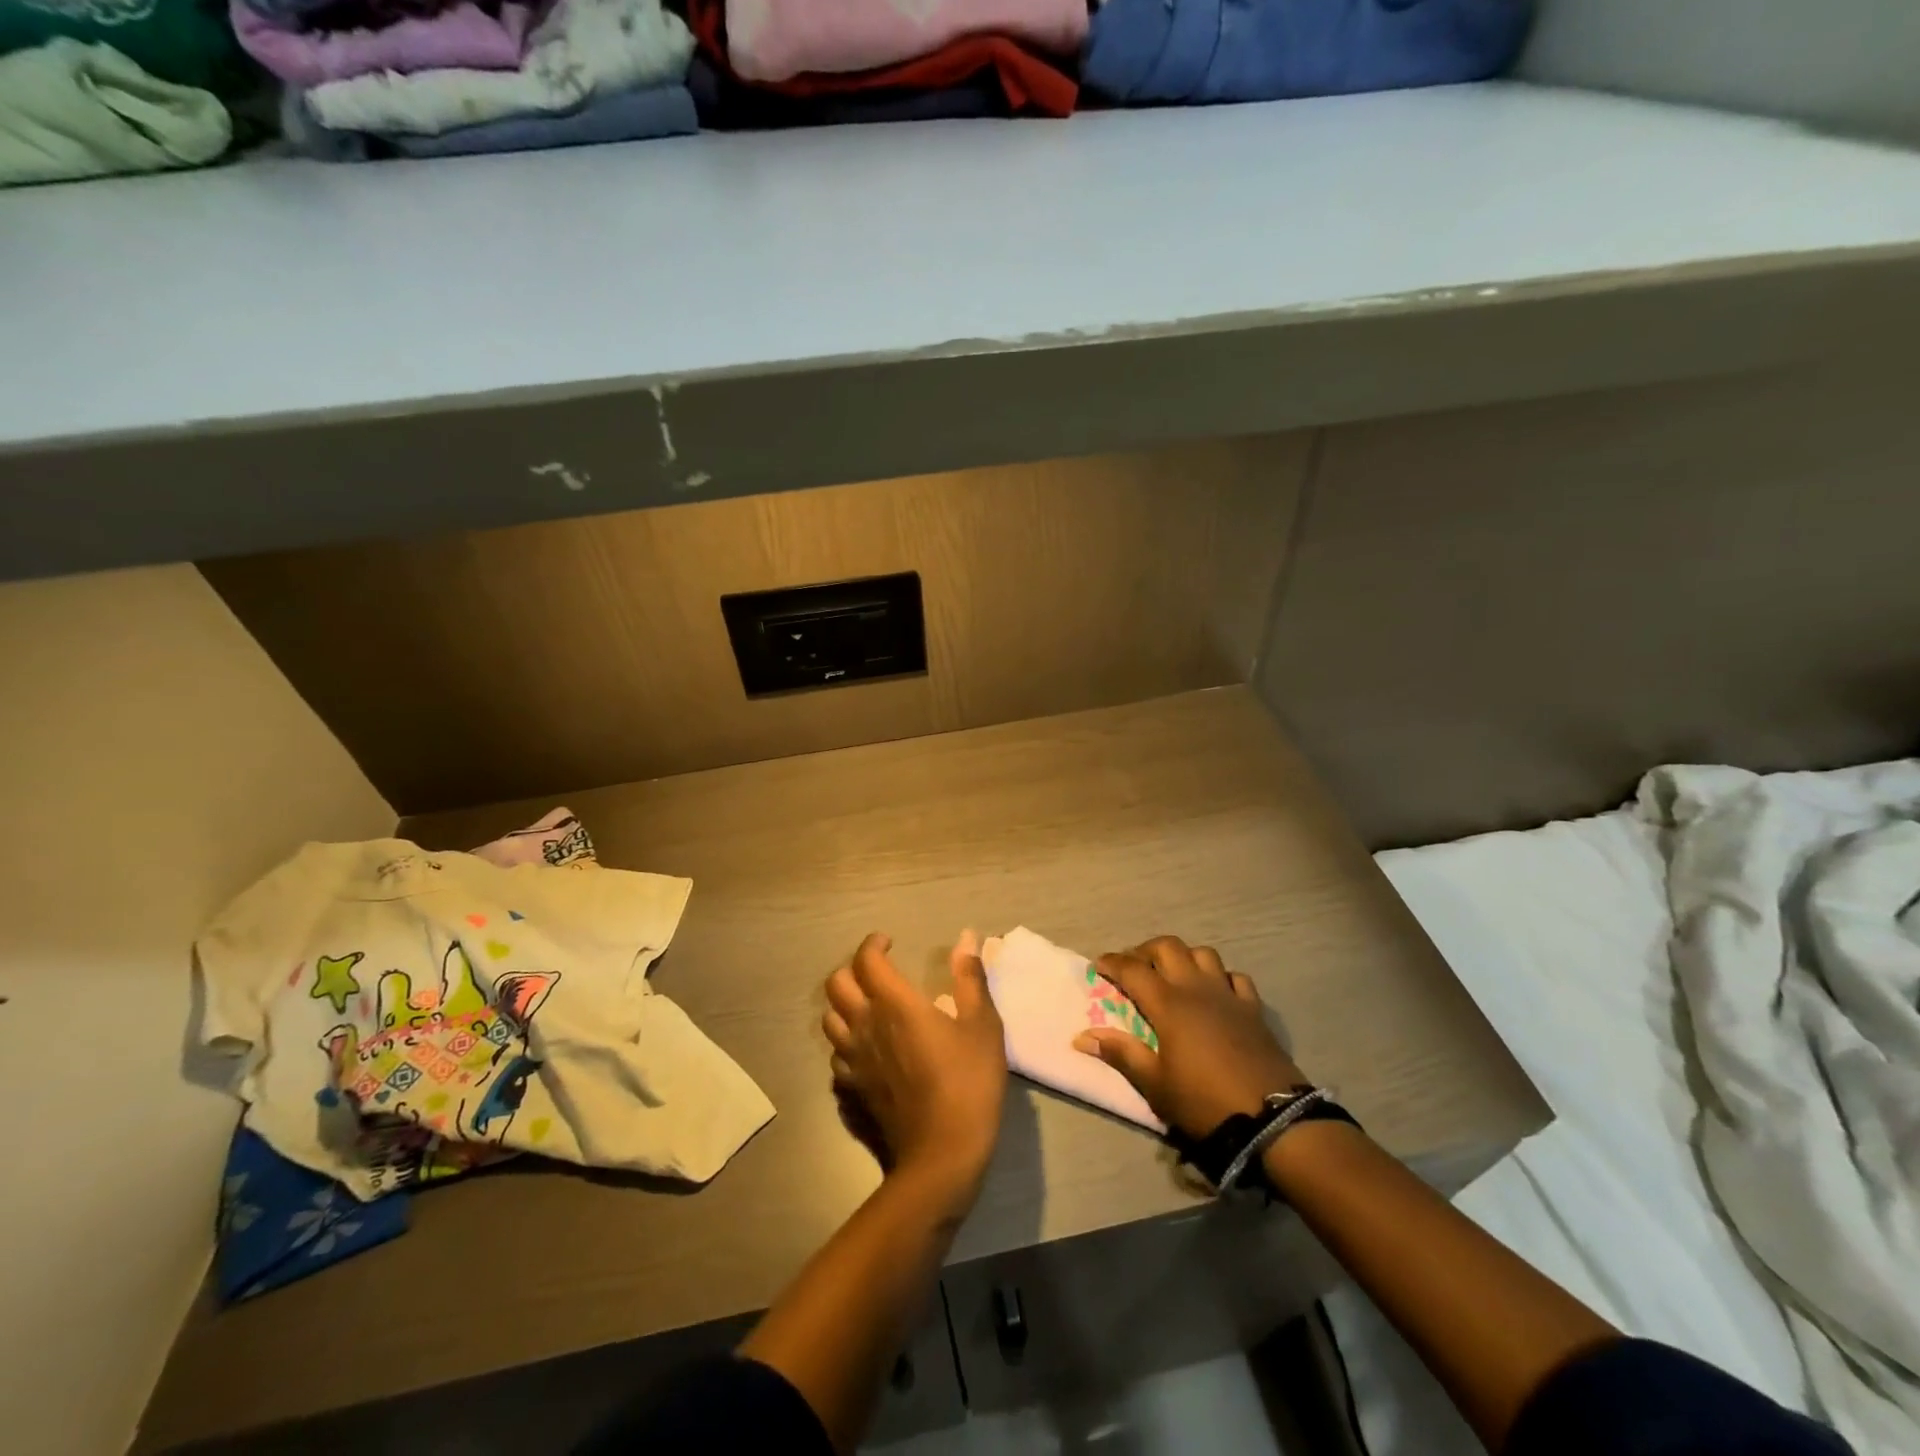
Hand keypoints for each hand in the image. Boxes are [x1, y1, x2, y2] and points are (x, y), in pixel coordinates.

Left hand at [823, 931, 1007, 1208]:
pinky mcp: (851, 1090)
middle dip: (852, 969)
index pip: (866, 960)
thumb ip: (970, 979)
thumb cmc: (968, 1083)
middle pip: (836, 985)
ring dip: (844, 1005)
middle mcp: (865, 1026)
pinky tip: (866, 1050)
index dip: (873, 944)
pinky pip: (836, 1055)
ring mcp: (853, 1061)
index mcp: (894, 1004)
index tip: (888, 942)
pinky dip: (846, 1042)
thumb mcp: (982, 1026)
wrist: (941, 1155)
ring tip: (868, 1007)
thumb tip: (968, 938)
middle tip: (876, 972)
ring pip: (829, 1019)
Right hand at [1073, 935, 1303, 1138]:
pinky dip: (1220, 976)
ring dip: (1183, 956)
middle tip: (1133, 967)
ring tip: (1173, 974)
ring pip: (1203, 954)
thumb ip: (1121, 1054)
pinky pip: (1235, 977)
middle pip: (1168, 947)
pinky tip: (1215, 991)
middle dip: (1145, 950)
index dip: (1113, 963)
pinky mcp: (1253, 1009)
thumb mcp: (1155, 1084)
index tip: (1098, 965)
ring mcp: (1228, 995)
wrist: (1271, 1119)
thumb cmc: (1204, 1101)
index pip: (1133, 969)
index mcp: (1169, 1004)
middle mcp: (1196, 988)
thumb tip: (1082, 1037)